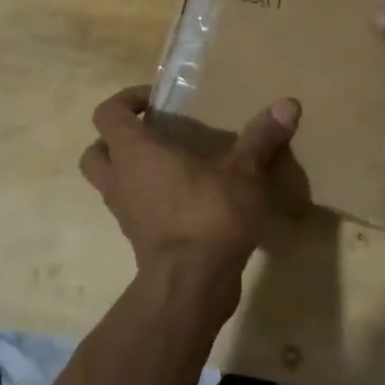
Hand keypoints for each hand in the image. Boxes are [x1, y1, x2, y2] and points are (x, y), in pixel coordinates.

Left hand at [79, 85, 300, 316]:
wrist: (192, 283)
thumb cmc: (209, 214)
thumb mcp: (244, 172)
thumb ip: (261, 138)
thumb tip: (288, 103)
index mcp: (135, 152)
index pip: (108, 113)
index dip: (126, 100)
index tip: (156, 101)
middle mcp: (120, 179)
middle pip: (96, 151)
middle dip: (116, 139)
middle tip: (153, 135)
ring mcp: (125, 213)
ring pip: (111, 183)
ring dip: (132, 172)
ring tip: (173, 167)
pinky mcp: (138, 240)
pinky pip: (134, 210)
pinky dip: (150, 201)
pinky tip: (186, 200)